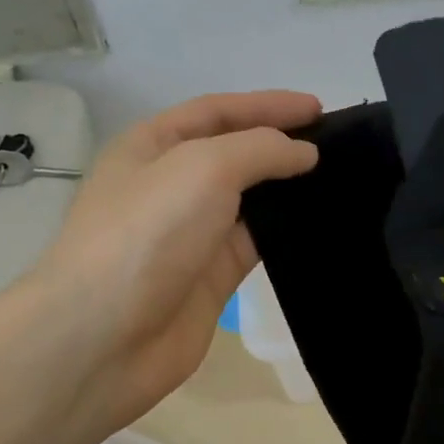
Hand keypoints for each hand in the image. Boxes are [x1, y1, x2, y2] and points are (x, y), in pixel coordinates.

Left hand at [32, 91, 320, 432]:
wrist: (104, 337)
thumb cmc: (147, 235)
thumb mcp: (203, 168)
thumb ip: (260, 150)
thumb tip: (303, 152)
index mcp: (152, 146)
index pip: (216, 112)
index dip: (266, 105)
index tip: (318, 108)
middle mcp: (170, 186)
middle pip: (234, 154)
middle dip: (280, 145)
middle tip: (336, 145)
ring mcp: (191, 234)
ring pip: (249, 202)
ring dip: (287, 189)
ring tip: (339, 181)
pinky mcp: (211, 278)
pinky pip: (255, 244)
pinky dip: (286, 232)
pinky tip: (319, 224)